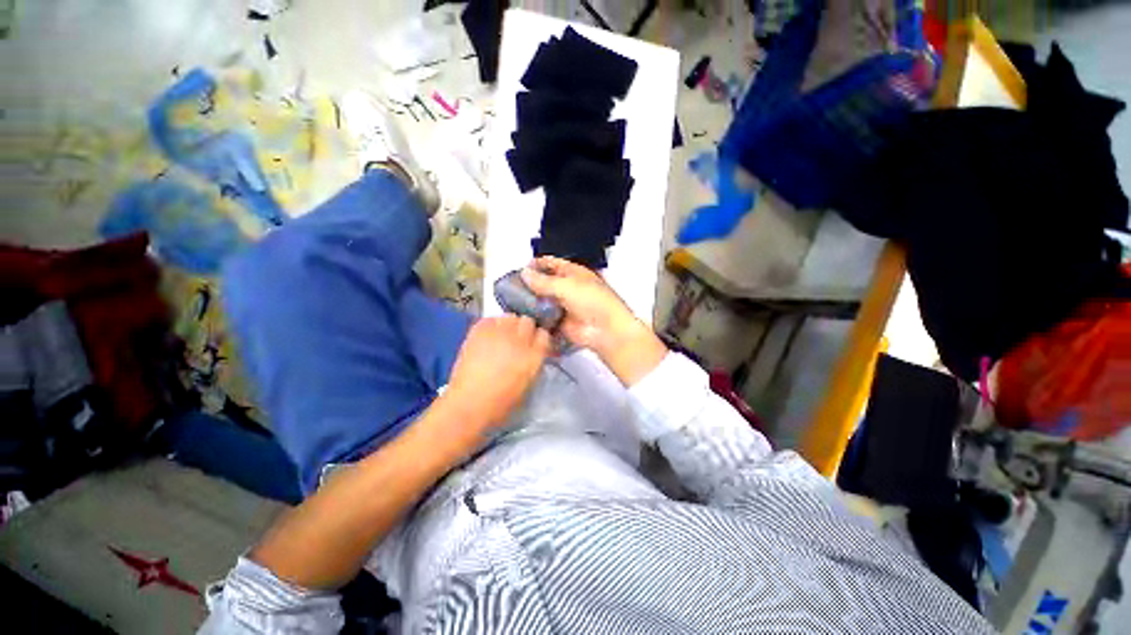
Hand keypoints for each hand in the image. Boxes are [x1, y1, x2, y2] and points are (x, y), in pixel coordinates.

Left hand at [440, 315, 550, 443]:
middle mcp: (520, 340)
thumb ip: (533, 361)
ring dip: (509, 325)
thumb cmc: (501, 402)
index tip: (533, 343)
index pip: (544, 334)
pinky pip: (491, 318)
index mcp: (534, 355)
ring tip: (501, 336)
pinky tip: (488, 336)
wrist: (469, 403)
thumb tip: (532, 350)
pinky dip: (491, 324)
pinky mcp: (480, 330)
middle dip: (524, 329)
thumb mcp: (528, 383)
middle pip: (528, 321)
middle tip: (516, 340)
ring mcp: (499, 333)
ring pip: (511, 317)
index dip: (538, 338)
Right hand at [521, 257, 666, 385]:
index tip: (520, 268)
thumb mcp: (566, 286)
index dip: (537, 264)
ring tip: (513, 302)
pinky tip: (524, 318)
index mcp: (574, 273)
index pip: (552, 264)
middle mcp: (569, 288)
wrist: (606, 331)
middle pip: (546, 283)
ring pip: (544, 301)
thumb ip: (544, 281)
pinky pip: (546, 318)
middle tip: (512, 287)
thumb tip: (525, 273)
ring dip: (533, 302)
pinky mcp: (562, 323)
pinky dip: (537, 318)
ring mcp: (566, 306)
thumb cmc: (594, 302)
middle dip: (532, 285)